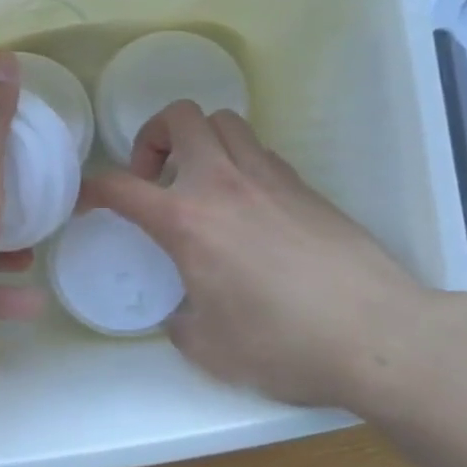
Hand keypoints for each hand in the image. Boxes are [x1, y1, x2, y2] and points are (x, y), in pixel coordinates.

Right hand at [85, 102, 443, 411]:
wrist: (377, 336)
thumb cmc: (282, 344)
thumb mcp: (209, 348)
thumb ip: (180, 323)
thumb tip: (182, 315)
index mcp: (187, 220)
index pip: (120, 186)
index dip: (92, 189)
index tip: (88, 202)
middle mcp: (223, 184)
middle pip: (179, 117)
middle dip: (152, 136)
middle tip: (154, 177)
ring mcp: (269, 178)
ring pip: (224, 122)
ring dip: (198, 141)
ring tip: (199, 182)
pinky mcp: (305, 187)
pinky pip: (258, 152)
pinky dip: (237, 162)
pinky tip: (245, 206)